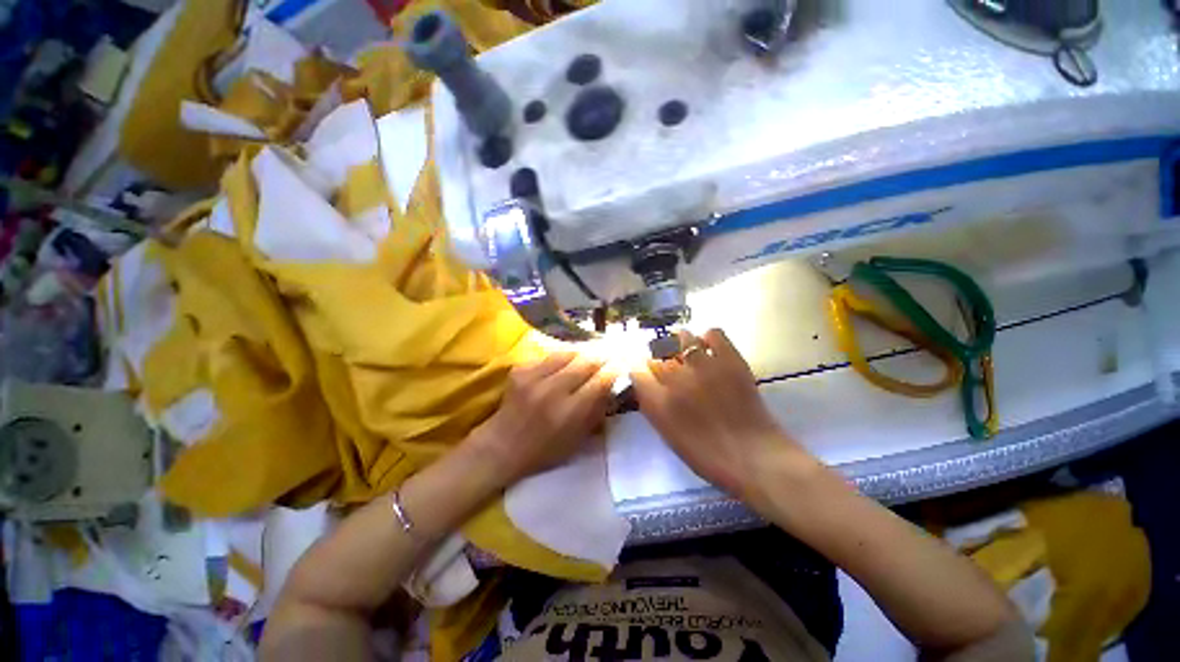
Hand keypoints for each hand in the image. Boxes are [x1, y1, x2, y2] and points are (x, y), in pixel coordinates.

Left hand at [474, 351, 615, 484]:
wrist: (501, 446)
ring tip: (590, 356)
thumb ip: (597, 411)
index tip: (622, 365)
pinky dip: (562, 359)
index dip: (614, 370)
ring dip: (582, 354)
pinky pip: (549, 356)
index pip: (600, 381)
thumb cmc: (544, 450)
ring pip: (568, 353)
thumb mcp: (578, 439)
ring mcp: (533, 377)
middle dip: (602, 357)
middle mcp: (552, 391)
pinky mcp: (520, 370)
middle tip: (610, 355)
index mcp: (569, 413)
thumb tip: (612, 385)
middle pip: (586, 361)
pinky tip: (565, 364)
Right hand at [630, 329, 811, 500]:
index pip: (637, 372)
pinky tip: (709, 348)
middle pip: (657, 354)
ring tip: (687, 352)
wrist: (753, 457)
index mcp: (658, 401)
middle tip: (668, 367)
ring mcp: (704, 365)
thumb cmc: (707, 456)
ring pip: (682, 337)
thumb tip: (647, 386)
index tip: (647, 376)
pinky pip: (713, 333)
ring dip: (680, 344)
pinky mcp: (730, 359)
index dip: (641, 373)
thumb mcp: (668, 435)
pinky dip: (708, 338)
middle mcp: (676, 378)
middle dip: (659, 359)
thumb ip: (653, 407)